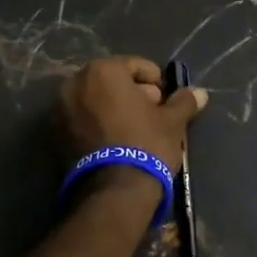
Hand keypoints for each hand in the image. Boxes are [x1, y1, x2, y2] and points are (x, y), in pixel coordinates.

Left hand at [59, 56, 208, 173]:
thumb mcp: (172, 122)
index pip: (134, 65)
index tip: (166, 98)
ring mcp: (61, 109)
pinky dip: (98, 123)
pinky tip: (116, 141)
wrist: (114, 191)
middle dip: (133, 93)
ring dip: (115, 108)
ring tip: (135, 129)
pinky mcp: (56, 135)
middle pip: (112, 81)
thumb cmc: (146, 144)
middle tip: (153, 113)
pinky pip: (83, 119)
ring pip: (96, 100)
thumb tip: (200, 93)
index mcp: (103, 71)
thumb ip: (183, 102)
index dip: (155, 80)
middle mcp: (75, 83)